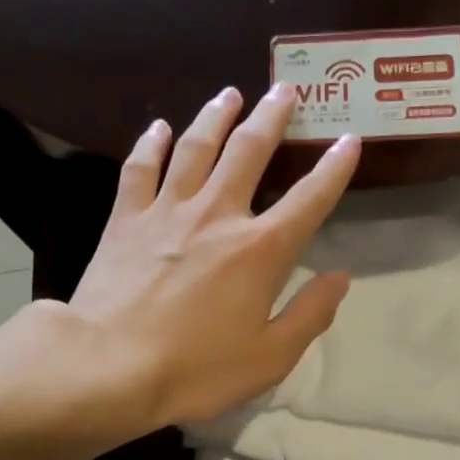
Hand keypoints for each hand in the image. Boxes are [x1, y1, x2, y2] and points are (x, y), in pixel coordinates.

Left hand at [64, 84, 359, 430]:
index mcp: (260, 250)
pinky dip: (151, 143)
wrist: (110, 366)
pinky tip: (158, 127)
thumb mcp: (270, 357)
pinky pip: (140, 168)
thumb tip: (340, 278)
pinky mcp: (125, 220)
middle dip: (272, 118)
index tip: (349, 140)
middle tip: (285, 90)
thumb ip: (309, 315)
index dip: (334, 169)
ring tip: (230, 94)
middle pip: (249, 151)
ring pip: (195, 147)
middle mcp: (218, 215)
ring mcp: (167, 212)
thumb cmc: (198, 370)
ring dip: (216, 116)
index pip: (309, 199)